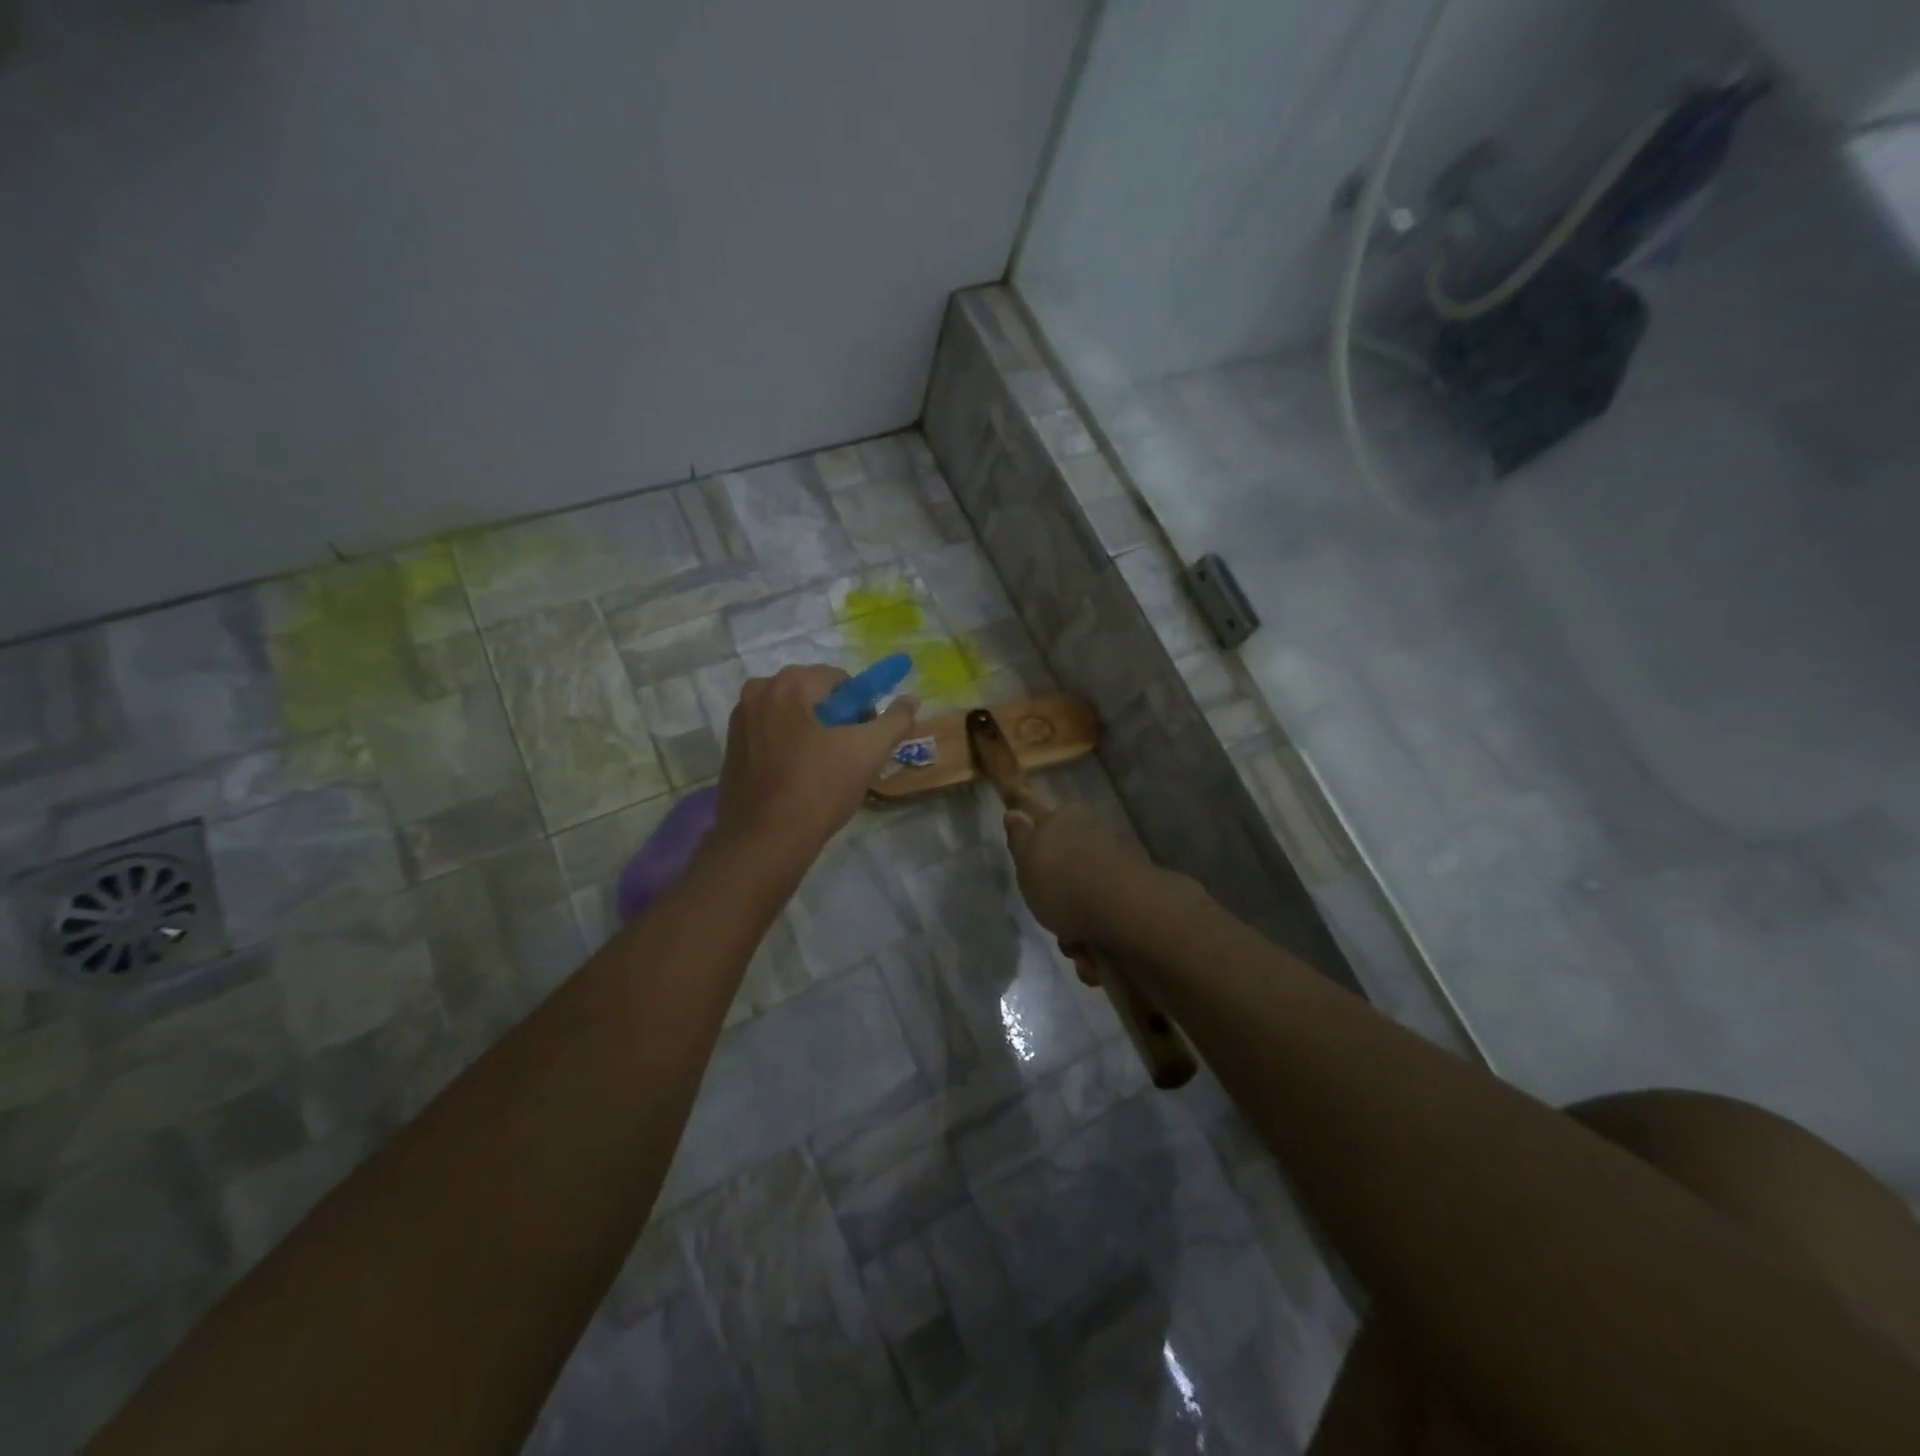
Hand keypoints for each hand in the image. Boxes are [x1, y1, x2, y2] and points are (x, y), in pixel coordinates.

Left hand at [715, 664, 916, 863]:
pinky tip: (799, 777)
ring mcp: (739, 720)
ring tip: (824, 769)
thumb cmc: (818, 789)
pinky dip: (789, 745)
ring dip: (812, 732)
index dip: (860, 707)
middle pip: (813, 694)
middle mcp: (758, 692)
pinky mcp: (731, 747)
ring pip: (792, 715)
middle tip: (847, 755)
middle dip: (835, 718)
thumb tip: (911, 700)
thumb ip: (895, 721)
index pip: (839, 679)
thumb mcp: (867, 753)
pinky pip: (771, 733)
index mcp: (788, 684)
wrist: (764, 839)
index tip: (864, 739)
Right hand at [1002, 803, 1161, 962]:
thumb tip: (1014, 812)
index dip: (1037, 848)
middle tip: (1050, 919)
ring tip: (1076, 947)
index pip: (1047, 823)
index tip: (1033, 873)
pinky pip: (1108, 924)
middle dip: (1058, 901)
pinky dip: (1099, 943)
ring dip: (1078, 931)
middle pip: (1068, 870)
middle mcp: (1097, 837)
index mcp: (1069, 819)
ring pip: (1087, 901)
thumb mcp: (1026, 857)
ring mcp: (1120, 869)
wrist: (1124, 913)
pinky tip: (1095, 956)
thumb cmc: (1063, 882)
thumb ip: (1019, 837)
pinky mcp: (1137, 901)